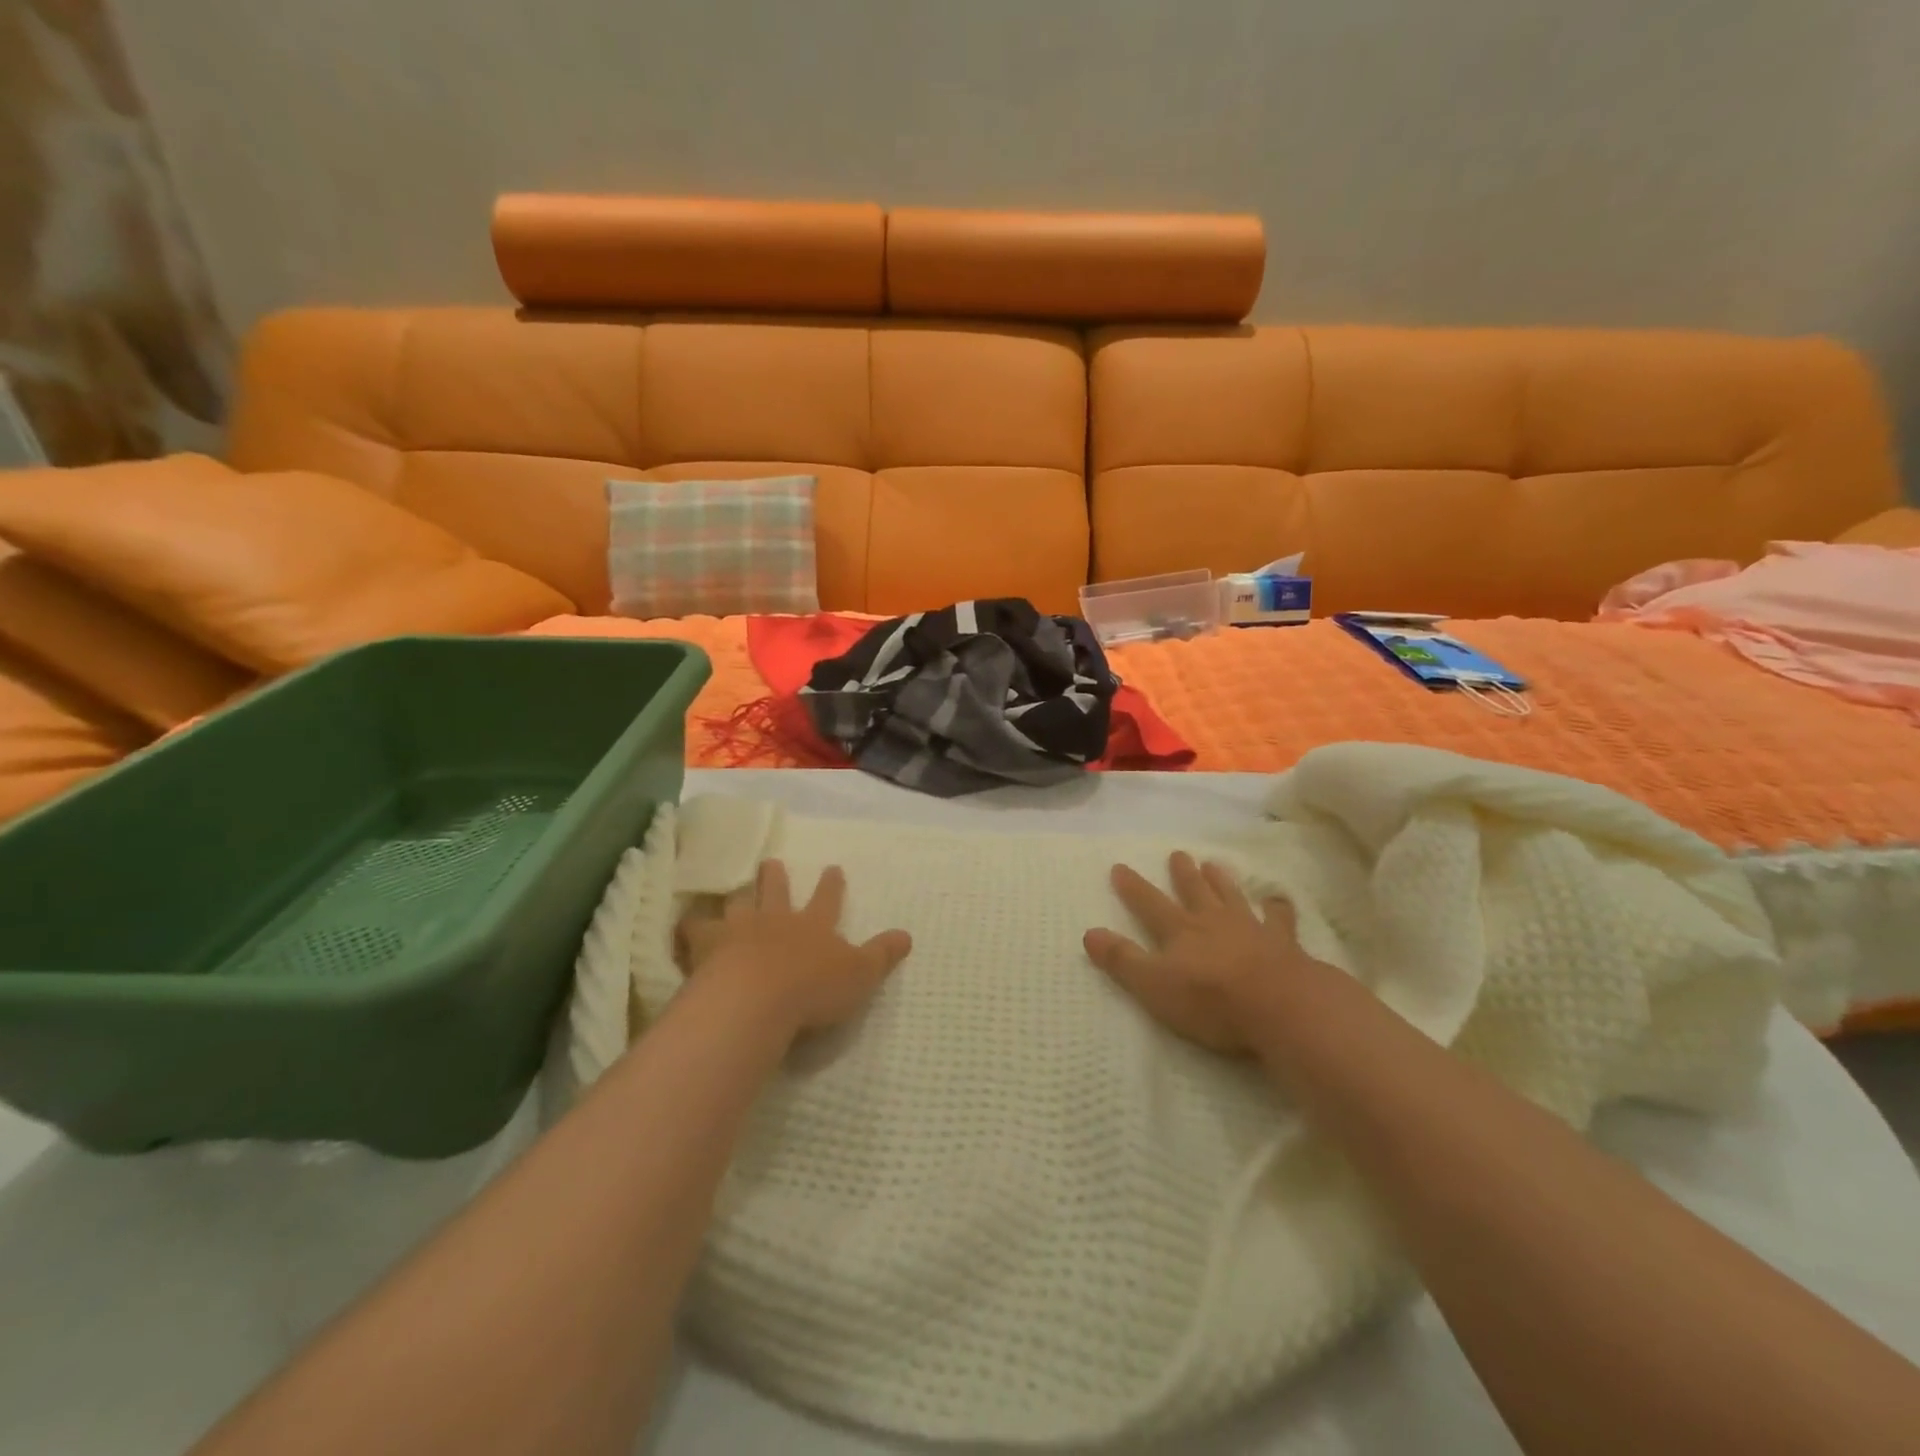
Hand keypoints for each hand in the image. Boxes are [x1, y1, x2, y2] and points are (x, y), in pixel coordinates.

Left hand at [677, 860, 911, 1038]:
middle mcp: (777, 919)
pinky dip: (690, 928)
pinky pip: (694, 931)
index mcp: (814, 924)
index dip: (832, 884)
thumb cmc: (813, 989)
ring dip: (736, 897)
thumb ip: (882, 955)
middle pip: (776, 890)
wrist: (757, 998)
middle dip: (776, 876)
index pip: (828, 899)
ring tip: (729, 891)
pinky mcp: (706, 946)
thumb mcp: (860, 975)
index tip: (833, 868)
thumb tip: (907, 935)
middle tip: (772, 862)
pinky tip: (683, 926)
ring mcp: (739, 929)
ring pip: (737, 904)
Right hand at [1084, 852, 1309, 1055]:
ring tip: (1215, 864)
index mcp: (1180, 932)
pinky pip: (1279, 920)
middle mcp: (1213, 922)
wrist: (1280, 1006)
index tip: (1119, 866)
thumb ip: (1122, 960)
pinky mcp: (1283, 944)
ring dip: (1222, 881)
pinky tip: (1279, 900)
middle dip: (1183, 874)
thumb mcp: (1153, 985)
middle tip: (1178, 853)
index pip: (1149, 904)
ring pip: (1232, 897)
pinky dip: (1278, 908)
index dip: (1133, 887)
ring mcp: (1251, 929)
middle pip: (1195, 892)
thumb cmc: (1210, 1000)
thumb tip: (1088, 933)